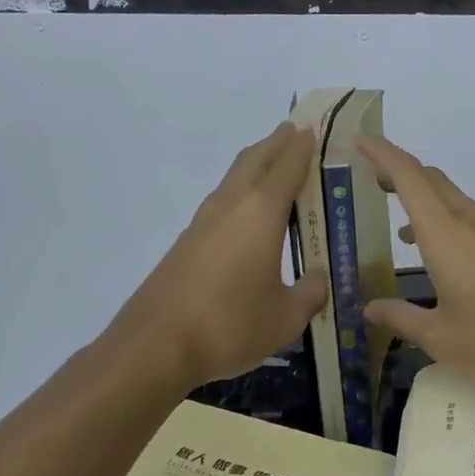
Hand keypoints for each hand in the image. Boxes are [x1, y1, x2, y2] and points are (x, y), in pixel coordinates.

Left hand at [109, 123, 326, 387]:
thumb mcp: (285, 318)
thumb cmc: (229, 325)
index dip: (302, 147)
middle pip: (255, 160)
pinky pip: (220, 202)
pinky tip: (246, 215)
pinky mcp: (186, 243)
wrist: (154, 346)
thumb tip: (320, 278)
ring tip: (273, 165)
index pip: (287, 167)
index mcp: (260, 213)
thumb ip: (309, 293)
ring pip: (233, 178)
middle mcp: (230, 206)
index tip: (314, 129)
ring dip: (255, 164)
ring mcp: (203, 222)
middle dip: (276, 143)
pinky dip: (239, 192)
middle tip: (295, 132)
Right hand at [358, 135, 474, 390]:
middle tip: (372, 181)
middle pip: (431, 180)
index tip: (360, 140)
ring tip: (399, 226)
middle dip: (399, 173)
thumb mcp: (442, 337)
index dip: (382, 154)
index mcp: (443, 232)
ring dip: (424, 201)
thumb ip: (401, 319)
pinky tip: (441, 259)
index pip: (408, 176)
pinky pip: (469, 220)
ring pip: (452, 199)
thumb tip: (369, 309)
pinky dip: (445, 223)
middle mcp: (469, 220)